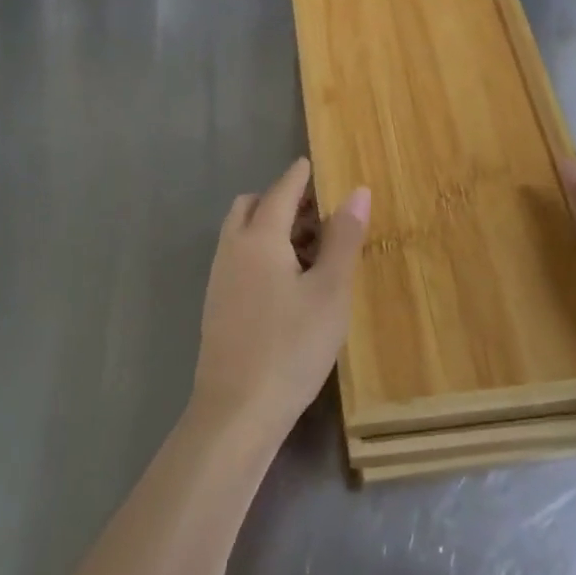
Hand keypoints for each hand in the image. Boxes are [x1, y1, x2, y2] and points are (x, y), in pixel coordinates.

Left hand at [190, 157, 370, 446]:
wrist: (236, 411)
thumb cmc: (291, 346)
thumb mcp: (330, 291)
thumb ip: (343, 238)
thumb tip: (357, 191)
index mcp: (259, 237)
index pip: (281, 190)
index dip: (300, 175)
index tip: (313, 163)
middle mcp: (233, 249)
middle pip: (253, 206)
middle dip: (282, 200)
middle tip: (318, 213)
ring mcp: (220, 278)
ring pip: (243, 233)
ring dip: (272, 227)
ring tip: (311, 250)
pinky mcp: (217, 304)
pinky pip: (239, 258)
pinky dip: (261, 252)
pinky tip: (288, 282)